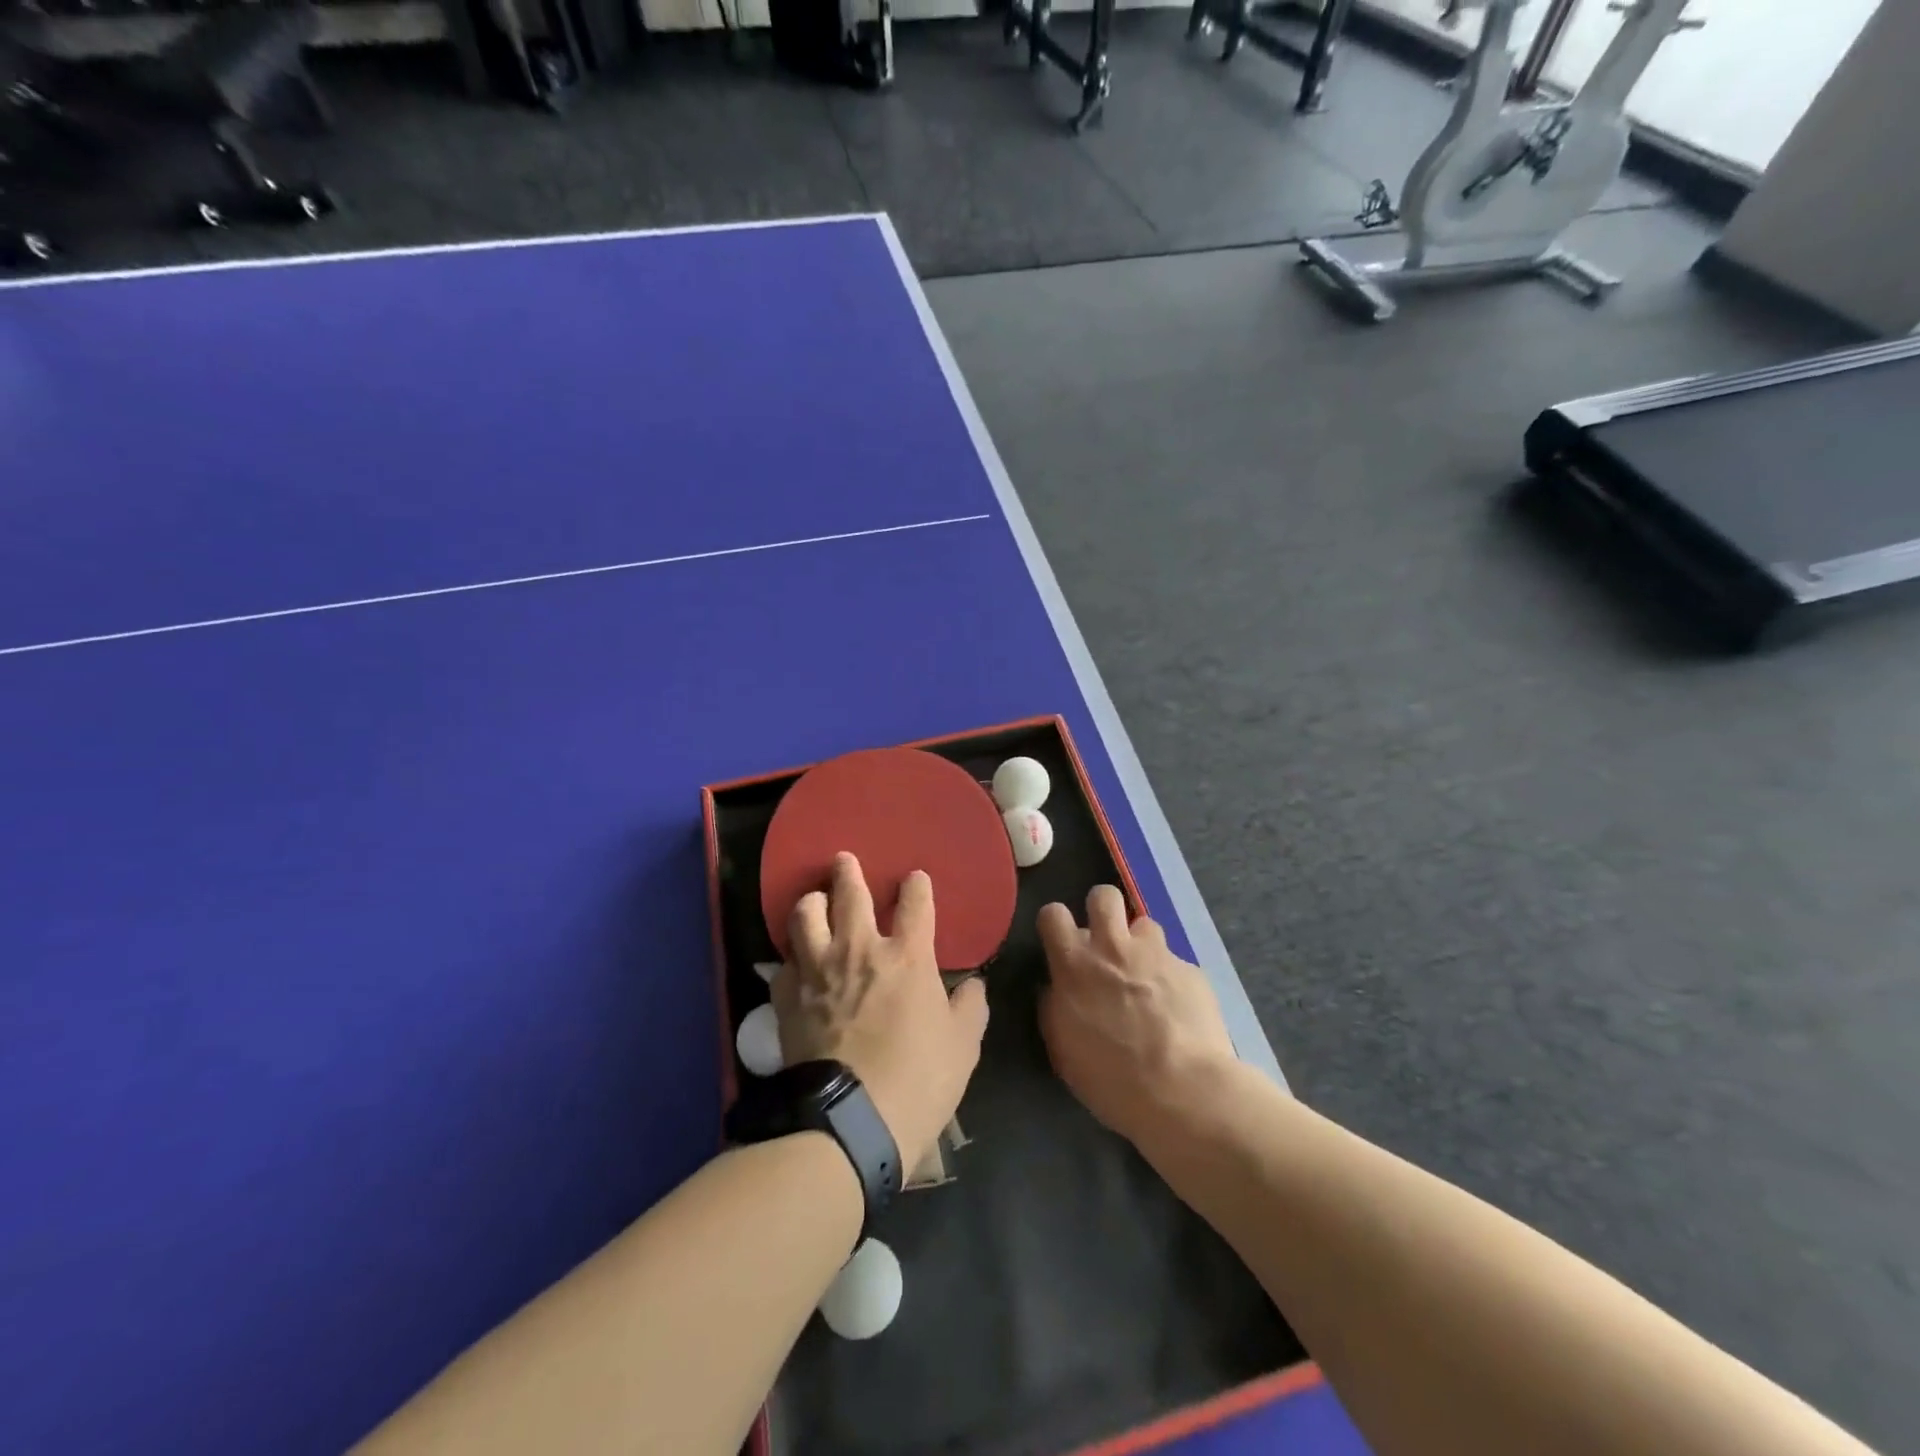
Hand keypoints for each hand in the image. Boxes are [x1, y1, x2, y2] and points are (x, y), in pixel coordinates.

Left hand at [775, 853, 989, 1170]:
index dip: (917, 886)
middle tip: (843, 859)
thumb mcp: (963, 1047)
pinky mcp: (787, 999)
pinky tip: (795, 965)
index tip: (915, 879)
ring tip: (814, 901)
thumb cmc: (918, 1081)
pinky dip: (791, 960)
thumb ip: (970, 1008)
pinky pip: (783, 965)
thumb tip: (974, 986)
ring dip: (811, 903)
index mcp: (908, 957)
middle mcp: (859, 951)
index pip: (915, 903)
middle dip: (848, 872)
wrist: (850, 1122)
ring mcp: (818, 972)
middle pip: (850, 895)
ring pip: (805, 916)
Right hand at [1038, 885, 1238, 1146]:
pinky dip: (1171, 978)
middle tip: (1105, 941)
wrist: (1183, 1090)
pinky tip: (1176, 1008)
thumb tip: (1054, 988)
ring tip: (1145, 974)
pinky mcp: (1191, 970)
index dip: (1055, 923)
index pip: (1053, 913)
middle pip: (1103, 895)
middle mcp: (1114, 947)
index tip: (1061, 942)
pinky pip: (1175, 962)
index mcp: (1075, 964)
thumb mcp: (1063, 1049)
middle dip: (1102, 910)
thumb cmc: (1111, 1078)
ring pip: (1144, 924)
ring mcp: (1157, 954)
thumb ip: (1054, 1007)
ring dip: (1140, 944)